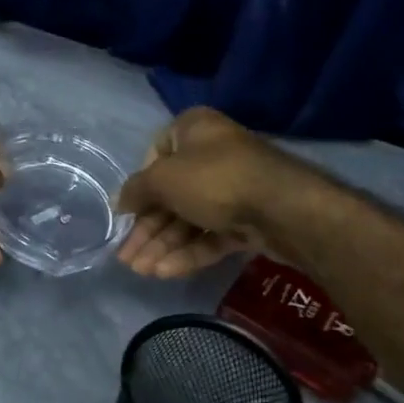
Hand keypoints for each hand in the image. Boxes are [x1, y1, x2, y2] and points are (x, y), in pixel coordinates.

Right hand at [115, 107, 305, 277]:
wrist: (283, 208)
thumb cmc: (214, 179)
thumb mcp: (163, 179)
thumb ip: (137, 190)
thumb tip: (120, 201)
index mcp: (194, 130)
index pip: (156, 154)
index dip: (140, 185)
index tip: (127, 212)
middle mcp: (213, 154)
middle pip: (172, 194)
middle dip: (148, 228)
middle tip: (127, 256)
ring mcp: (233, 189)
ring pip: (190, 219)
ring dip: (163, 245)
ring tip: (141, 271)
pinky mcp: (248, 220)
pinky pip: (211, 235)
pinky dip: (189, 252)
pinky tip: (165, 272)